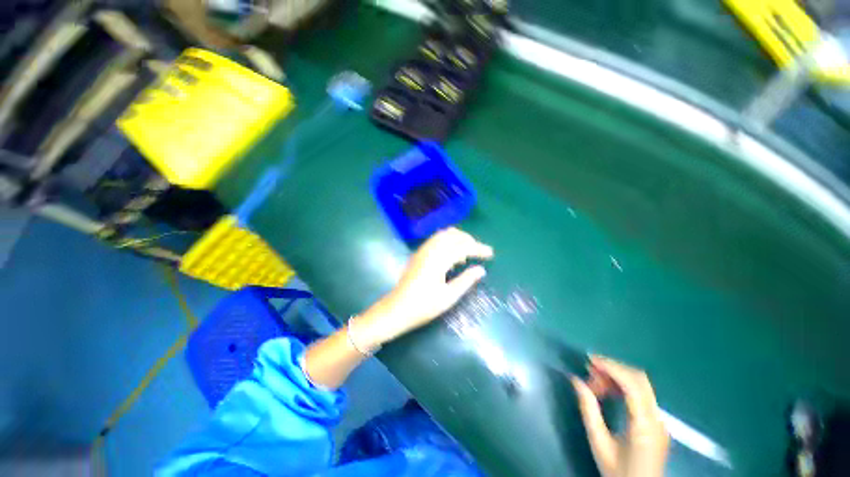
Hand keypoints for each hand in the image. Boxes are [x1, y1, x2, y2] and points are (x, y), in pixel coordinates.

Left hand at [359, 227, 492, 345]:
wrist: (396, 309)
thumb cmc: (423, 306)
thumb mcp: (448, 297)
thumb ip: (466, 280)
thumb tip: (481, 270)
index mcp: (439, 260)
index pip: (463, 247)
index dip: (478, 249)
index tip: (490, 254)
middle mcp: (430, 250)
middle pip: (453, 235)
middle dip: (469, 240)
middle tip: (479, 252)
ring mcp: (422, 250)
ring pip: (443, 235)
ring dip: (458, 239)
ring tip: (467, 252)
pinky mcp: (418, 254)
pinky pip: (436, 239)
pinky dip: (447, 241)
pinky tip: (451, 254)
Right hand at [571, 356, 669, 476]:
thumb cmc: (618, 473)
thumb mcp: (599, 444)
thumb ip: (588, 411)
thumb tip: (576, 380)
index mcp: (644, 426)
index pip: (633, 385)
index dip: (612, 367)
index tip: (590, 359)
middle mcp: (657, 419)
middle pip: (639, 380)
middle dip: (613, 369)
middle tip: (589, 371)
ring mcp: (660, 420)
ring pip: (641, 384)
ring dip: (617, 376)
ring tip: (595, 382)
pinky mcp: (657, 422)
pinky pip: (641, 394)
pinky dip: (623, 386)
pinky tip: (608, 391)